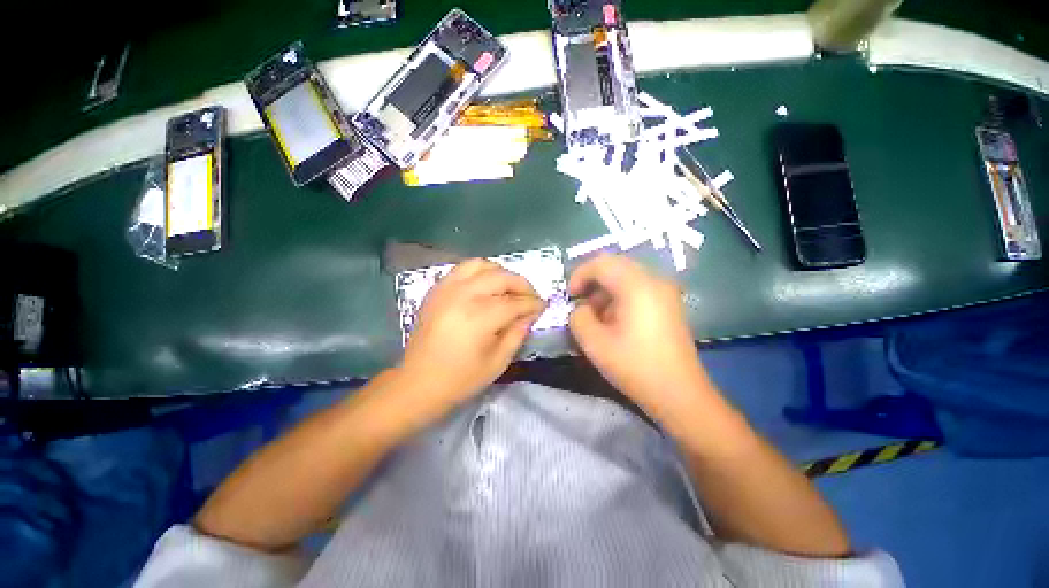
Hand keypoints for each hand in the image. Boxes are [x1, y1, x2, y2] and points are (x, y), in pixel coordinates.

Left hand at [398, 259, 545, 418]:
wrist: (417, 383)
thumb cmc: (460, 379)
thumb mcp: (497, 362)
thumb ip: (517, 334)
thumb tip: (531, 314)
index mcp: (480, 317)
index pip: (515, 302)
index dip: (533, 303)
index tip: (543, 307)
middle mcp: (463, 296)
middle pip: (501, 277)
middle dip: (522, 284)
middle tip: (530, 297)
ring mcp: (447, 289)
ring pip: (481, 265)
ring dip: (500, 273)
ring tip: (508, 288)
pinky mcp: (437, 290)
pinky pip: (462, 269)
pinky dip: (479, 273)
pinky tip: (485, 287)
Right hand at [568, 254, 712, 422]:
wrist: (679, 394)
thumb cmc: (635, 367)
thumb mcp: (594, 344)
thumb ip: (578, 318)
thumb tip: (580, 309)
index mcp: (637, 286)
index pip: (601, 263)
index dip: (579, 275)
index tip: (569, 296)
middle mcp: (654, 280)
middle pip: (614, 265)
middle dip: (591, 281)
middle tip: (579, 303)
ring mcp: (664, 291)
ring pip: (626, 276)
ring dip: (605, 290)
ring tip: (595, 315)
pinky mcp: (668, 303)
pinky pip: (637, 288)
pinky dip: (619, 296)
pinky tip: (614, 319)